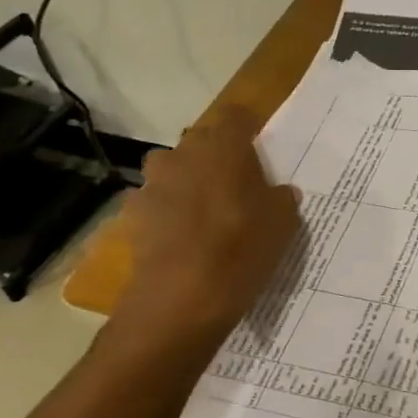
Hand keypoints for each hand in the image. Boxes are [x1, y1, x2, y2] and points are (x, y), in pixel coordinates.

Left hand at [110, 106, 300, 350]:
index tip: (260, 148)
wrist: (180, 300)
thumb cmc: (241, 249)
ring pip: (175, 171)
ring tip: (208, 213)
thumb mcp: (282, 223)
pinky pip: (158, 203)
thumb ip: (282, 198)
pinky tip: (184, 239)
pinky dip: (170, 213)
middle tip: (238, 186)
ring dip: (189, 183)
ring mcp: (153, 184)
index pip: (236, 116)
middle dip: (217, 157)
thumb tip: (278, 192)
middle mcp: (182, 154)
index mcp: (223, 146)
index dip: (248, 129)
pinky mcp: (134, 216)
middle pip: (201, 142)